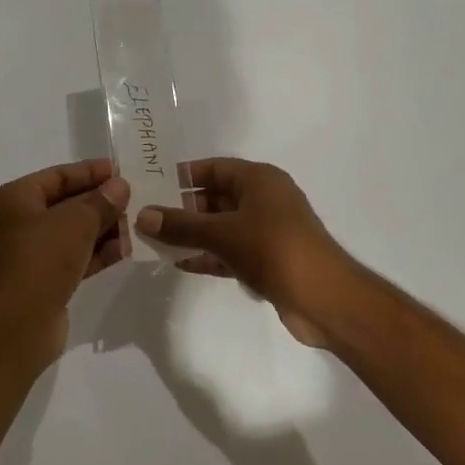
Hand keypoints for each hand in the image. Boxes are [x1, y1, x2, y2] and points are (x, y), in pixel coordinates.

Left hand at [0, 159, 129, 360]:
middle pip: (65, 204)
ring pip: (72, 233)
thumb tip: (120, 187)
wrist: (17, 326)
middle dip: (100, 202)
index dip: (90, 171)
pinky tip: (127, 249)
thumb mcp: (75, 222)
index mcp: (14, 200)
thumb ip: (100, 202)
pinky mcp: (43, 282)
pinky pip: (75, 258)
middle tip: (136, 196)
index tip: (121, 170)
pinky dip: (97, 253)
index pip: (57, 176)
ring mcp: (30, 255)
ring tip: (138, 222)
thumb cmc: (40, 260)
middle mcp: (17, 224)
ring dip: (103, 228)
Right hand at [134, 159, 346, 347]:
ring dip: (194, 234)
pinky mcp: (268, 259)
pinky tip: (182, 263)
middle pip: (216, 197)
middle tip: (148, 219)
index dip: (184, 176)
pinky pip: (231, 250)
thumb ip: (180, 225)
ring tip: (156, 242)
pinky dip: (210, 255)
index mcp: (259, 179)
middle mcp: (265, 198)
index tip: (152, 186)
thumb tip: (142, 215)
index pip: (214, 168)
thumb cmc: (272, 249)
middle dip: (184, 208)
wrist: (323, 297)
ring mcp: (268, 230)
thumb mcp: (221, 233)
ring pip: (222, 226)